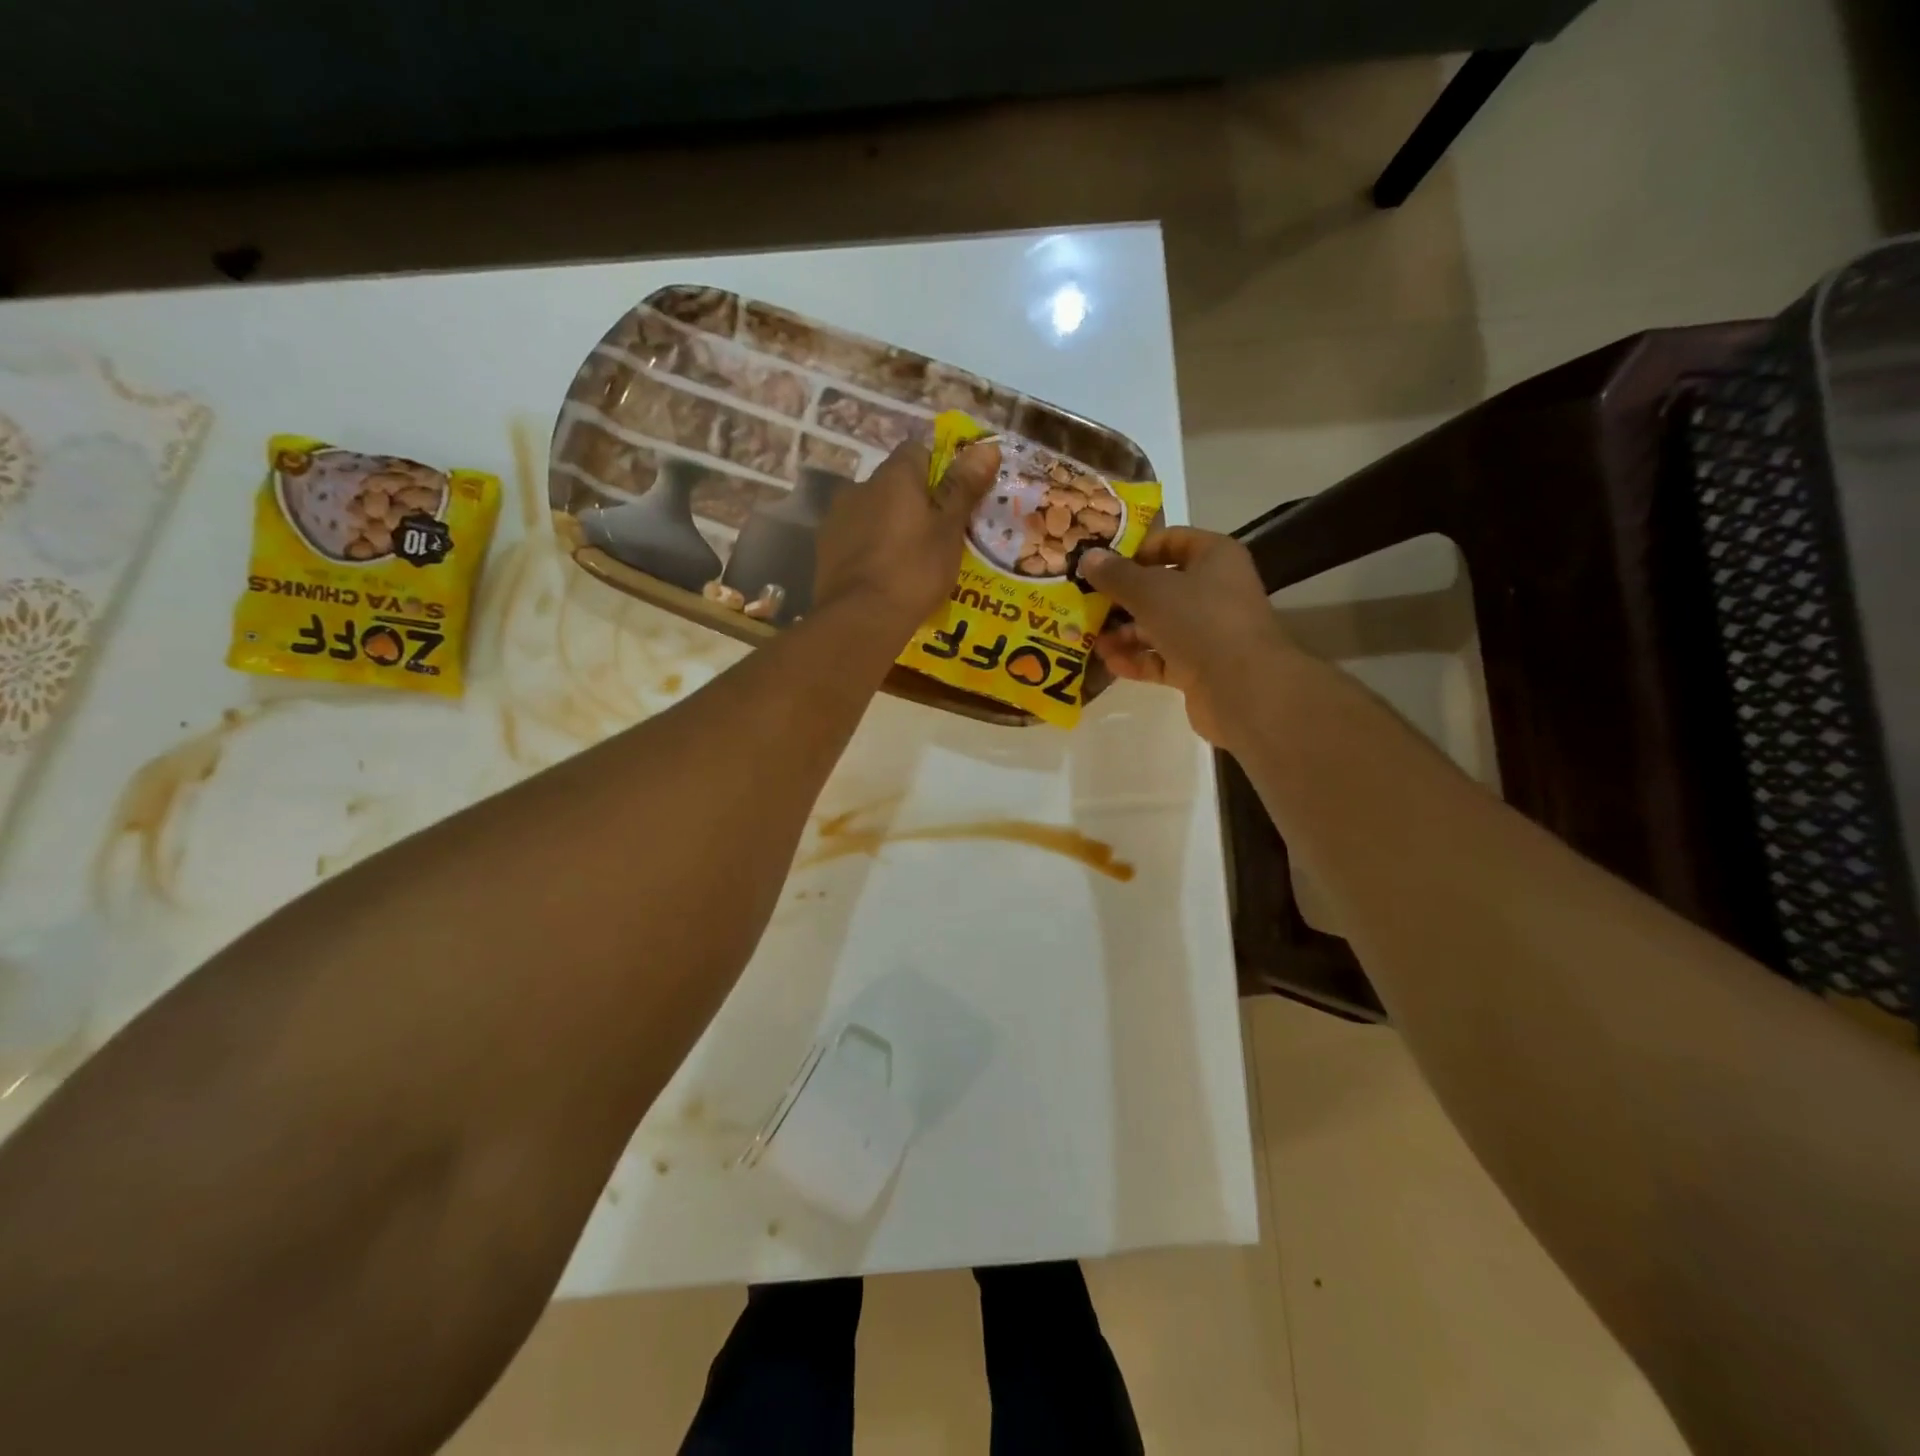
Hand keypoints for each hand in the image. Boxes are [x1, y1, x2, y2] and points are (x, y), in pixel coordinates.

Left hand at [814, 438, 1001, 637]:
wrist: (860, 618)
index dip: (939, 473)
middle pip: (893, 484)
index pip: (918, 452)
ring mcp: (837, 518)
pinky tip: (882, 576)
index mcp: (893, 475)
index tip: (953, 503)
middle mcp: (859, 486)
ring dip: (889, 526)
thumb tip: (987, 446)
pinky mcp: (825, 549)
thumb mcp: (949, 530)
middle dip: (913, 503)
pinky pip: (855, 539)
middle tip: (935, 537)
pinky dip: (870, 549)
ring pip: (872, 512)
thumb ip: (964, 487)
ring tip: (908, 561)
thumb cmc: (914, 570)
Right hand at [1082, 528, 1296, 747]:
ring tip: (1092, 640)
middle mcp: (1214, 590)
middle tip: (1086, 604)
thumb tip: (1088, 557)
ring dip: (1124, 633)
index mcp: (1214, 557)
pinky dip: (1137, 660)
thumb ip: (1116, 575)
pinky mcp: (1200, 667)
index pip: (1171, 541)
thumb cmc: (1199, 620)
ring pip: (1158, 626)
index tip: (1102, 565)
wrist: (1242, 687)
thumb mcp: (1149, 591)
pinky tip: (1110, 663)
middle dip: (1122, 598)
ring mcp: (1208, 631)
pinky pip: (1161, 658)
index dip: (1136, 549)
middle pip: (1160, 587)